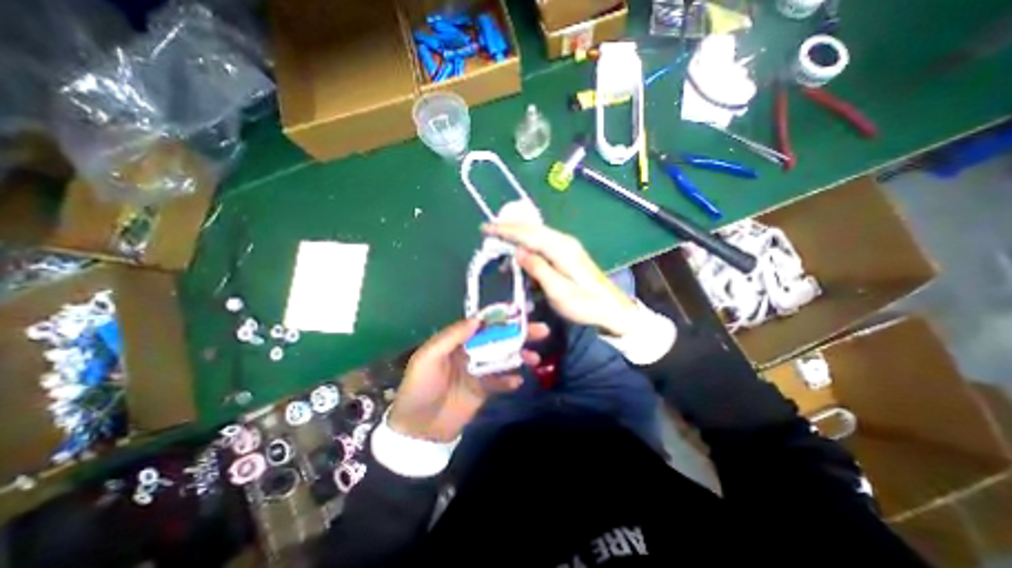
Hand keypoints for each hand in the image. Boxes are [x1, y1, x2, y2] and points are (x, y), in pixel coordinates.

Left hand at [387, 317, 549, 440]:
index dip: (502, 316)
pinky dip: (510, 381)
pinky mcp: (483, 390)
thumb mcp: (429, 357)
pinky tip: (518, 381)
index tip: (522, 311)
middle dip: (519, 334)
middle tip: (542, 331)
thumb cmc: (420, 387)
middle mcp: (471, 352)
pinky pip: (500, 382)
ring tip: (535, 358)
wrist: (418, 429)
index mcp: (457, 341)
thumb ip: (451, 337)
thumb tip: (477, 320)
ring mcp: (478, 371)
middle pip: (498, 339)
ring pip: (503, 358)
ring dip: (520, 356)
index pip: (483, 323)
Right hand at [485, 221, 639, 336]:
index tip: (486, 229)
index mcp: (561, 249)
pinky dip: (528, 241)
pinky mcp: (568, 252)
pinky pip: (543, 240)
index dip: (506, 230)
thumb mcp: (559, 292)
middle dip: (509, 227)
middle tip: (488, 229)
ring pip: (537, 233)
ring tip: (499, 236)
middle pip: (532, 228)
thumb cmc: (585, 304)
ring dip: (518, 233)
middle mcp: (564, 241)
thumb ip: (539, 269)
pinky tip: (520, 248)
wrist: (612, 308)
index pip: (528, 234)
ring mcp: (568, 245)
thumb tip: (518, 251)